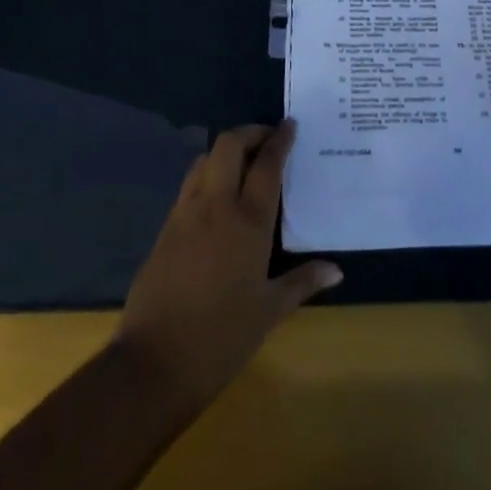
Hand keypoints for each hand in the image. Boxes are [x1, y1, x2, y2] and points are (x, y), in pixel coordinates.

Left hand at [113, 121, 341, 412]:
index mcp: (248, 222)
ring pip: (204, 160)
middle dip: (250, 133)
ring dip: (225, 152)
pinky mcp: (165, 229)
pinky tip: (216, 199)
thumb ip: (302, 283)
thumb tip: (336, 271)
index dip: (280, 139)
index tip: (291, 125)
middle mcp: (215, 206)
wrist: (154, 364)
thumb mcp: (268, 312)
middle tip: (267, 140)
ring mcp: (185, 214)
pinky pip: (189, 185)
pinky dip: (206, 177)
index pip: (267, 164)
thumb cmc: (221, 338)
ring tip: (242, 165)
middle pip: (229, 145)